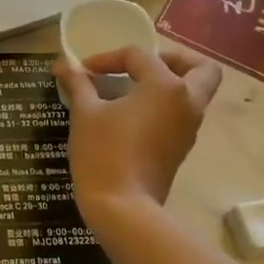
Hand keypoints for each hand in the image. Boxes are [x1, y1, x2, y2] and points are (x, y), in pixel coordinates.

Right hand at [55, 46, 222, 223]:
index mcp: (166, 86)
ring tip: (130, 90)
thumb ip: (78, 84)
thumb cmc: (103, 153)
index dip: (107, 58)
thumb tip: (63, 64)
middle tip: (142, 67)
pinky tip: (131, 114)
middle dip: (174, 59)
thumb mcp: (84, 114)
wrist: (123, 208)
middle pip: (200, 68)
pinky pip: (181, 114)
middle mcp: (187, 102)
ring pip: (194, 93)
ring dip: (168, 84)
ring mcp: (188, 128)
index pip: (139, 56)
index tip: (83, 71)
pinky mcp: (181, 148)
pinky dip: (163, 106)